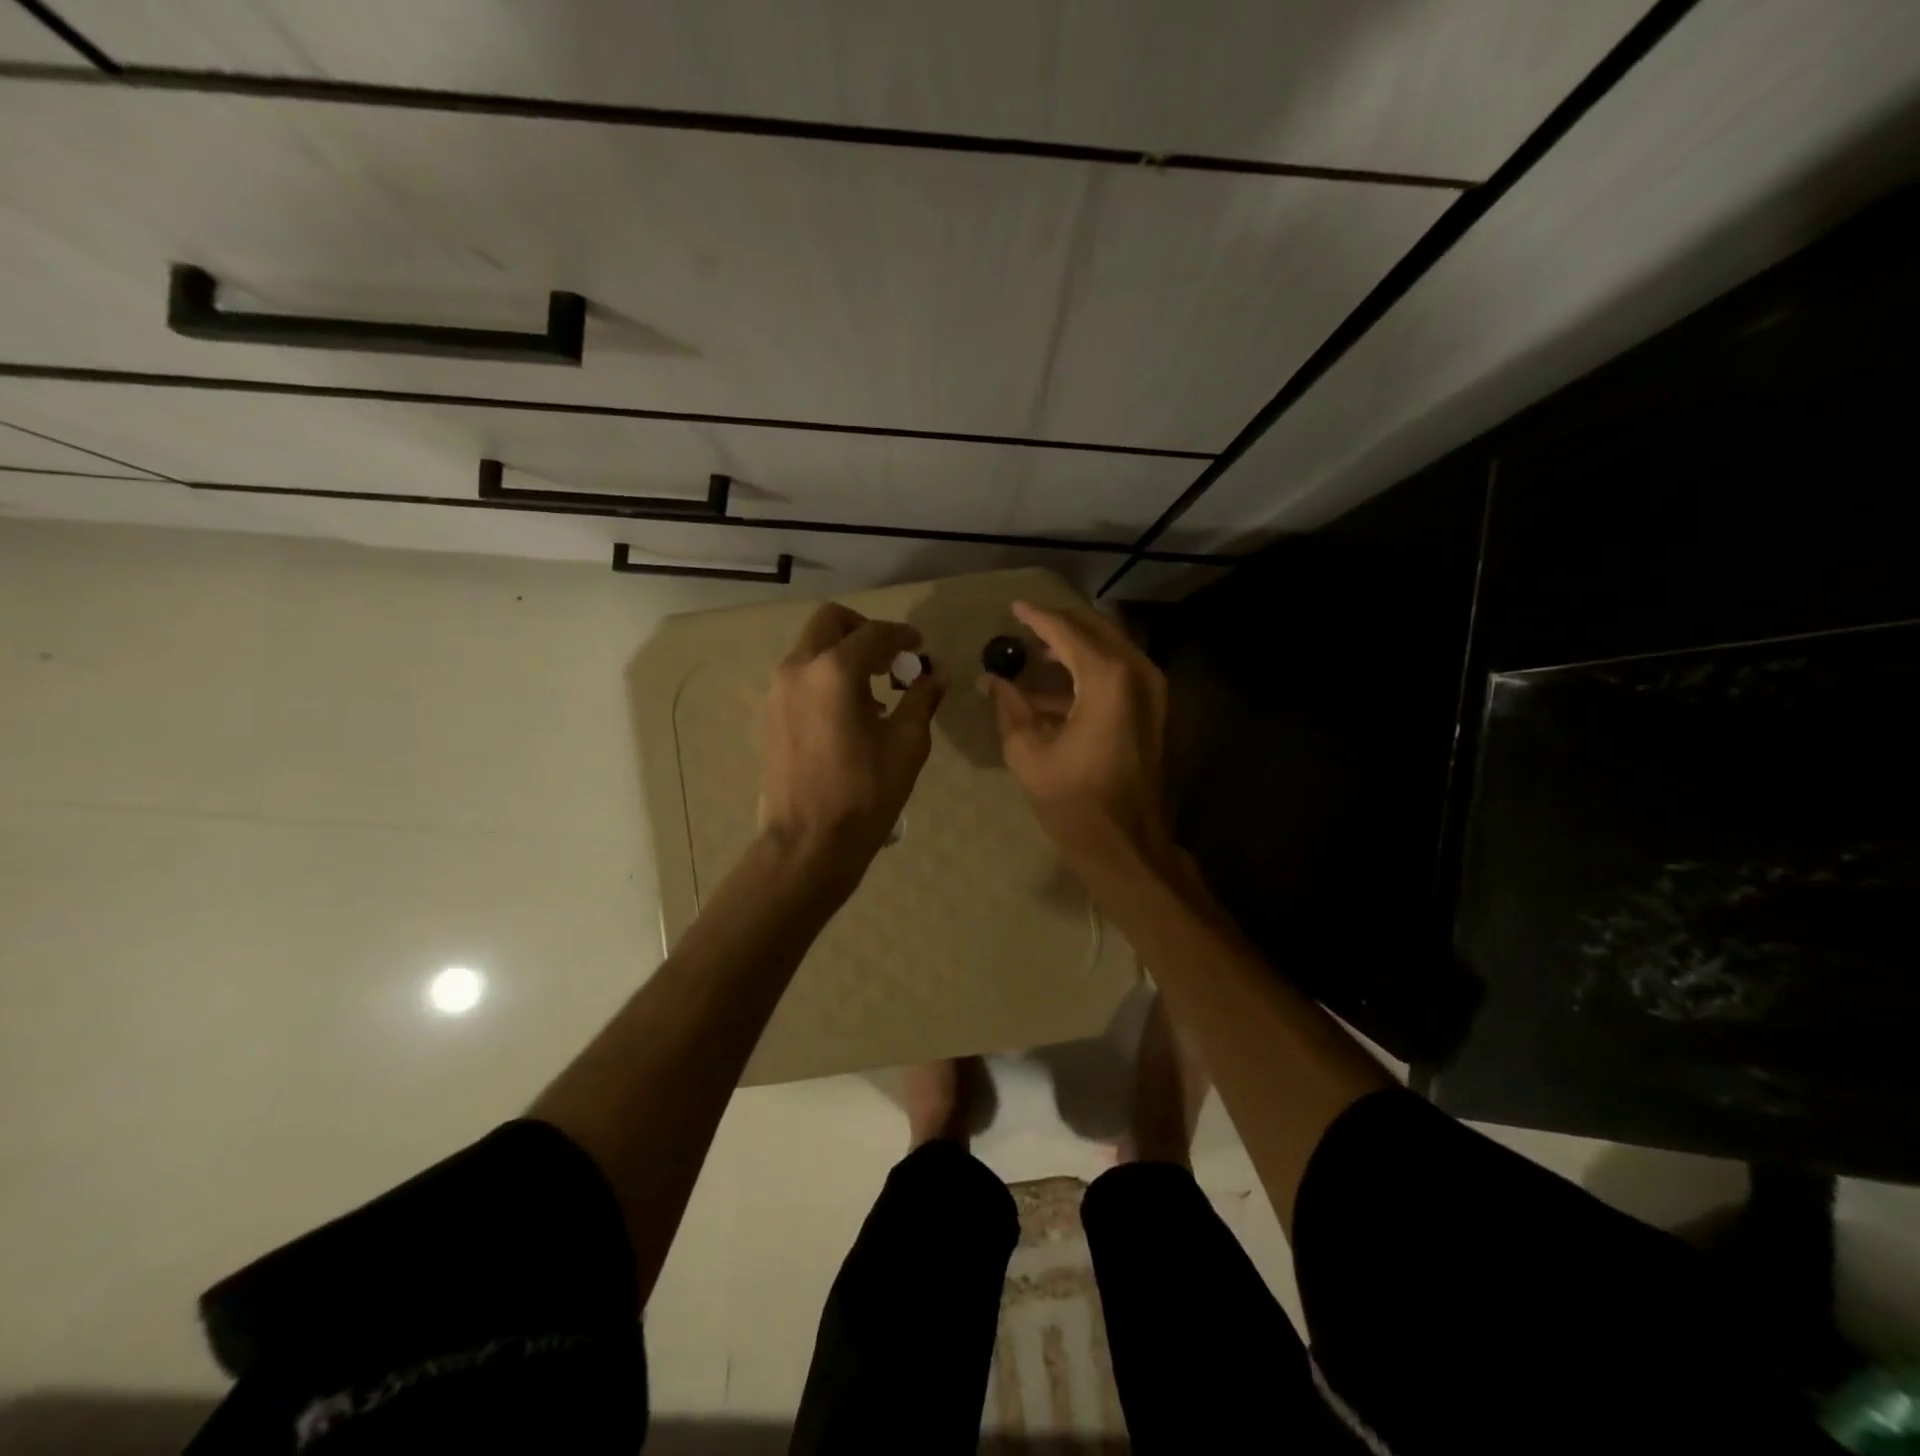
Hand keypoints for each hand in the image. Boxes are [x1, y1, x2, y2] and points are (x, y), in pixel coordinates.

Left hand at [759, 602, 945, 886]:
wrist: (809, 841)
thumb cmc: (866, 793)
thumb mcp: (907, 744)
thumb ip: (921, 699)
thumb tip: (935, 676)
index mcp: (835, 671)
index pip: (874, 634)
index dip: (901, 635)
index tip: (918, 646)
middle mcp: (798, 668)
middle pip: (830, 622)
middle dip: (863, 631)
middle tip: (889, 658)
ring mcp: (776, 691)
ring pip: (810, 648)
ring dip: (841, 654)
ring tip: (871, 690)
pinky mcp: (767, 714)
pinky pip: (798, 676)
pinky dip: (823, 677)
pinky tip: (845, 712)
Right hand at [985, 600, 1172, 883]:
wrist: (1128, 847)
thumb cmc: (1074, 802)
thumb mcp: (1029, 753)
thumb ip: (1010, 707)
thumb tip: (992, 680)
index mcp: (1108, 678)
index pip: (1067, 631)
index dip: (1037, 617)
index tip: (1014, 606)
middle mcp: (1139, 674)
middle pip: (1096, 631)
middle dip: (1061, 625)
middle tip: (1028, 625)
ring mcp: (1154, 694)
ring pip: (1112, 651)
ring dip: (1076, 649)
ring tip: (1037, 655)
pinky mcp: (1157, 713)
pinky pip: (1122, 675)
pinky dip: (1091, 674)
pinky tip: (1058, 691)